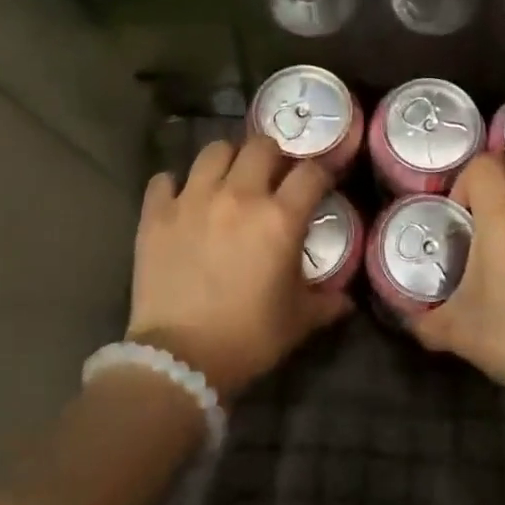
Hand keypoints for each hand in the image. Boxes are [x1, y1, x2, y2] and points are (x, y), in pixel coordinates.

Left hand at [128, 136, 351, 398]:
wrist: (180, 359)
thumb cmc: (249, 338)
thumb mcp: (298, 321)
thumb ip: (326, 302)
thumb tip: (347, 299)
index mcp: (279, 218)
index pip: (311, 172)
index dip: (321, 173)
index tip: (321, 183)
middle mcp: (238, 196)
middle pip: (261, 146)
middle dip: (273, 155)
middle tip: (272, 175)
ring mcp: (193, 200)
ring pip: (213, 150)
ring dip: (227, 160)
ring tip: (228, 179)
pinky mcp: (157, 214)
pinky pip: (165, 179)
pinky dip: (174, 185)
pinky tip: (181, 200)